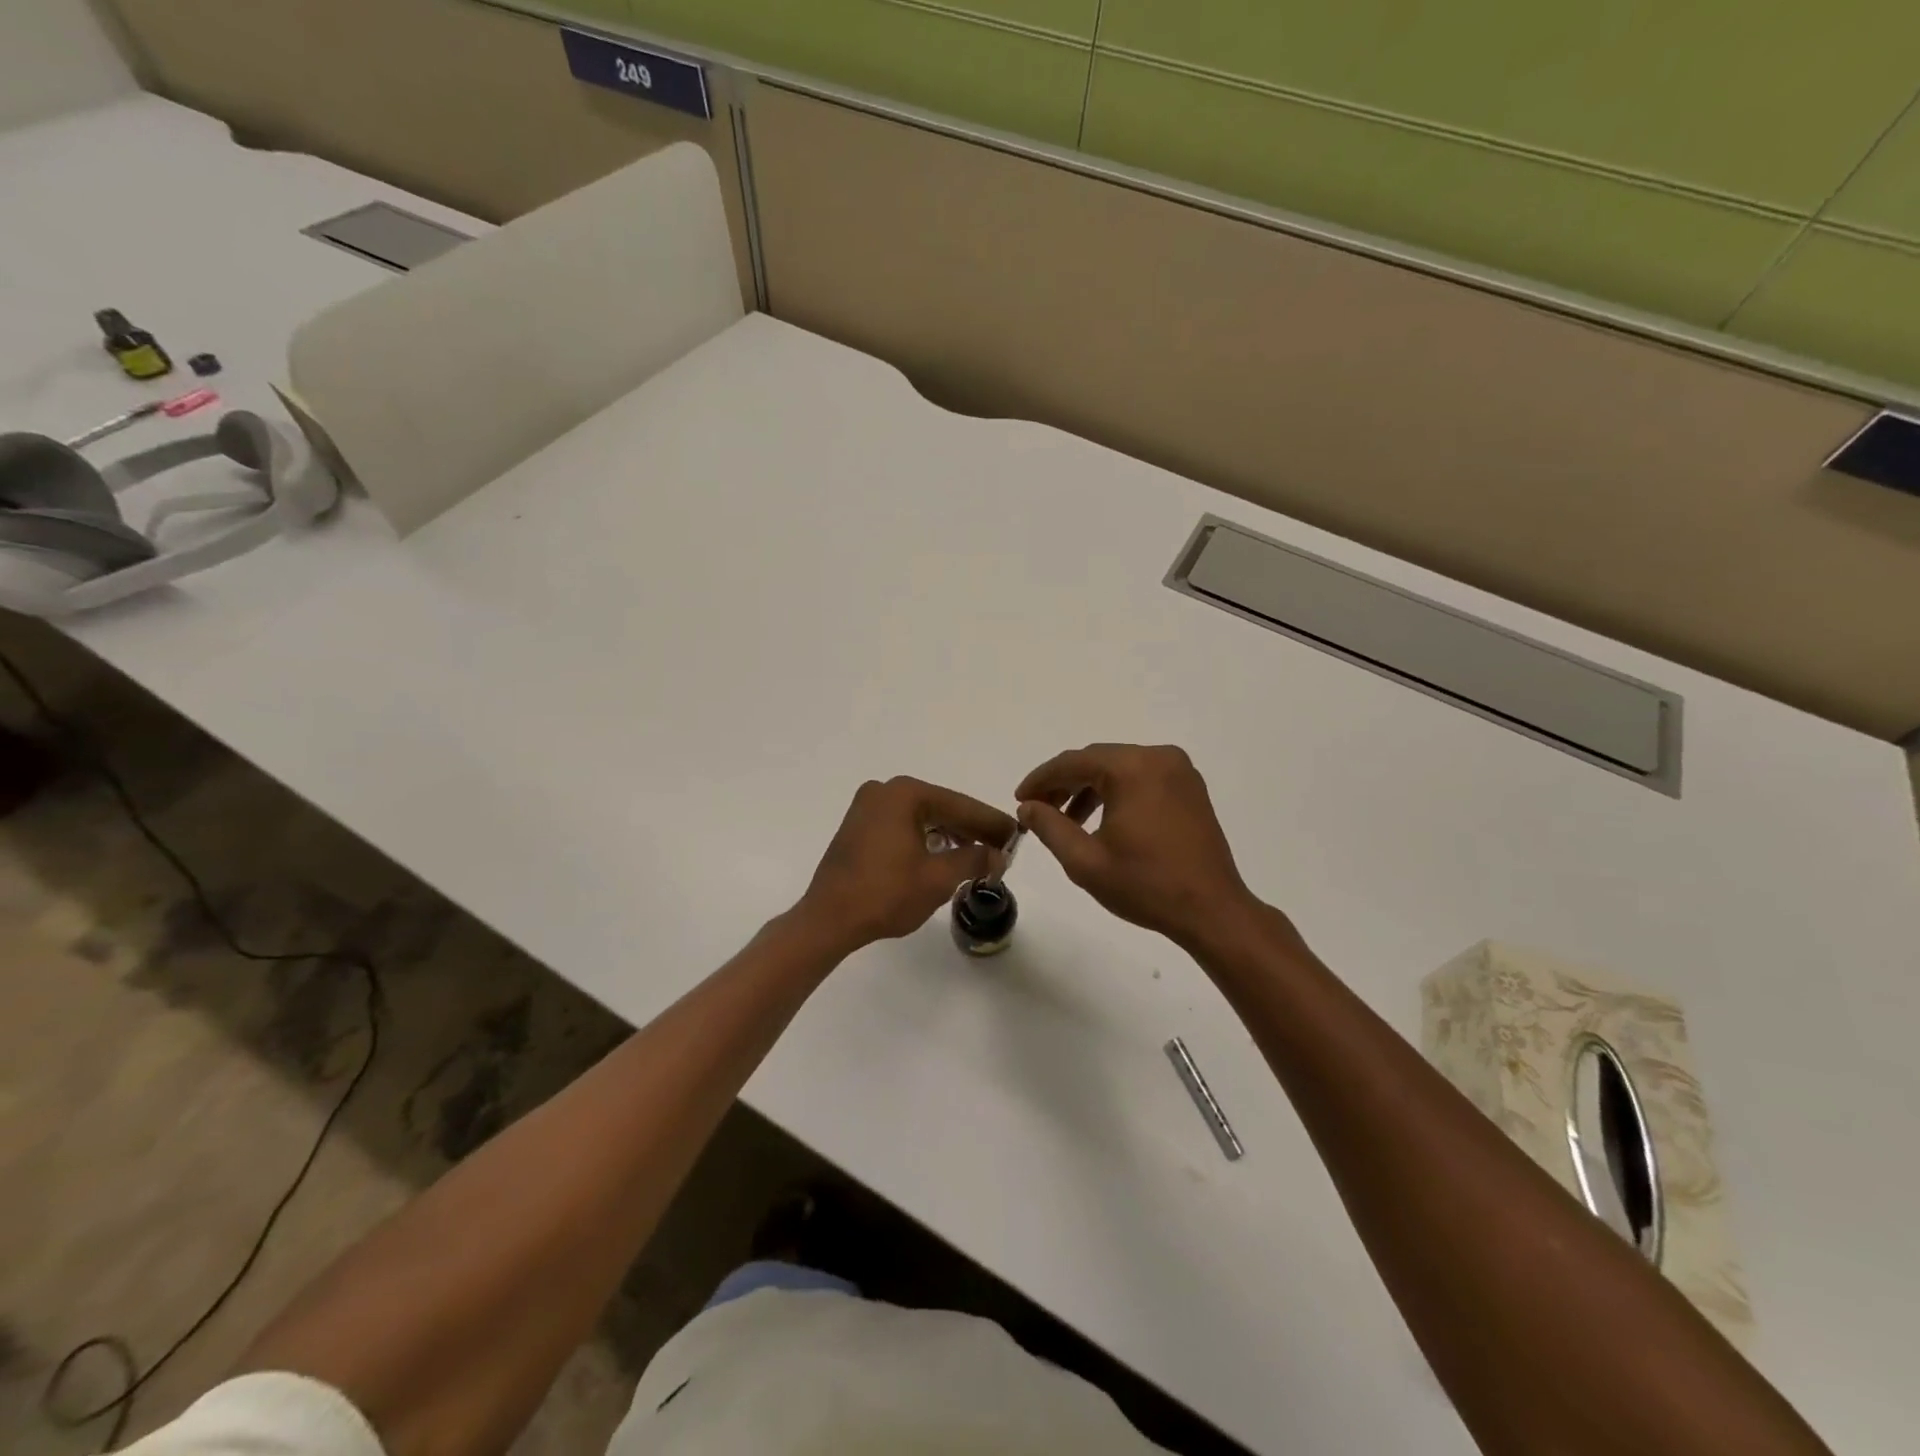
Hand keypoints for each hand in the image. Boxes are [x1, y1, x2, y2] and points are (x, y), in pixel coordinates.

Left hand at [797, 777, 1016, 952]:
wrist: (828, 920)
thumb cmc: (885, 894)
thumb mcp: (938, 878)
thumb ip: (974, 859)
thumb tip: (998, 855)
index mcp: (904, 794)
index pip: (960, 805)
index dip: (991, 823)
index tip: (1017, 834)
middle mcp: (884, 791)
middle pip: (941, 808)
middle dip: (972, 829)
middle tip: (1002, 848)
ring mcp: (867, 807)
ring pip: (922, 818)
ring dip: (950, 835)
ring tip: (978, 856)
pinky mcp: (858, 827)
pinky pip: (903, 826)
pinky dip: (926, 839)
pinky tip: (944, 855)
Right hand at [1016, 743, 1257, 948]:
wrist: (1212, 910)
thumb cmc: (1146, 886)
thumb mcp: (1085, 861)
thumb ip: (1049, 827)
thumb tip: (1027, 807)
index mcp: (1132, 769)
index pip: (1073, 762)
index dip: (1041, 780)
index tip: (1020, 799)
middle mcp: (1158, 757)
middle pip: (1097, 760)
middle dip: (1064, 783)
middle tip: (1038, 809)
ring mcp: (1179, 771)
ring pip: (1119, 768)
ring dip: (1090, 788)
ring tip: (1067, 820)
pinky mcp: (1190, 788)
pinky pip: (1142, 778)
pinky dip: (1117, 792)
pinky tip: (1101, 820)